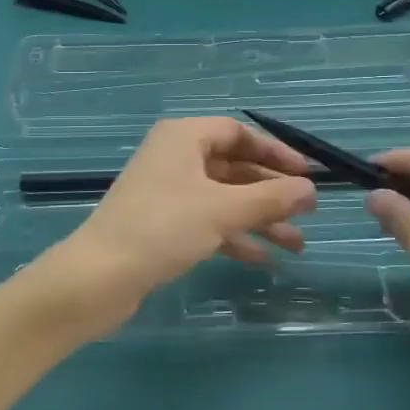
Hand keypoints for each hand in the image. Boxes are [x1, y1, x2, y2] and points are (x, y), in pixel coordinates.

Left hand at [62, 117, 316, 328]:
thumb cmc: (162, 229)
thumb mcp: (223, 210)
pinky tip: (264, 259)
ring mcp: (167, 192)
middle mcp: (175, 158)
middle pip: (234, 166)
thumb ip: (270, 198)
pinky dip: (235, 236)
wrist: (99, 277)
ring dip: (259, 219)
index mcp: (183, 137)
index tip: (307, 174)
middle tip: (309, 212)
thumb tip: (311, 189)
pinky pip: (208, 221)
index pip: (238, 132)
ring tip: (297, 245)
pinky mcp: (162, 225)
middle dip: (271, 191)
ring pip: (224, 198)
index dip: (275, 152)